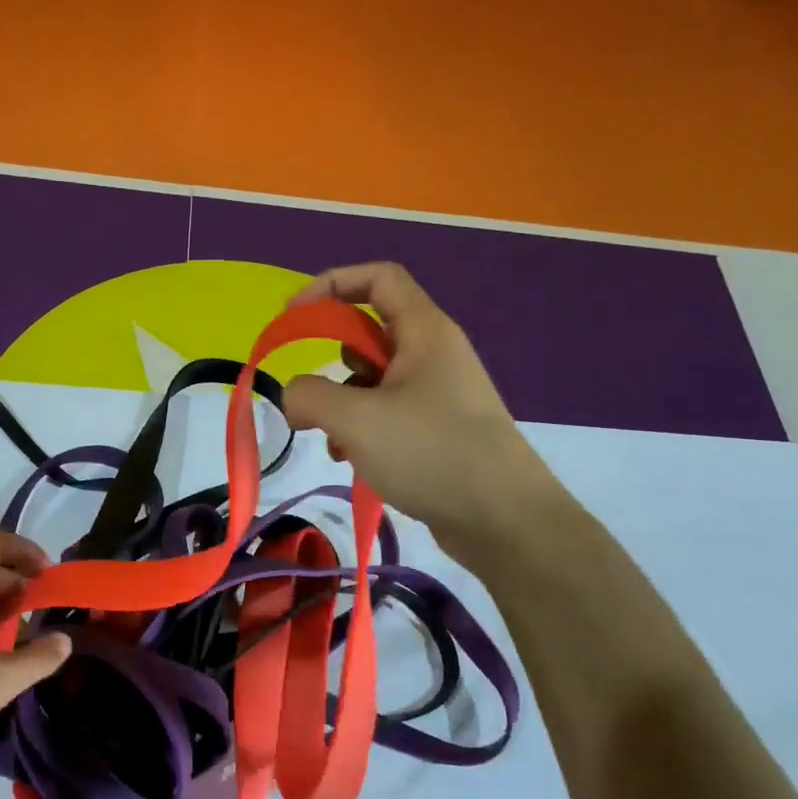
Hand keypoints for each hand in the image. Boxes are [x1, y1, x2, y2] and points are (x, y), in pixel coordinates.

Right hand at [283, 262, 560, 541]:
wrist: (504, 520)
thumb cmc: (431, 453)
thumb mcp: (357, 419)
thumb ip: (310, 396)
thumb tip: (293, 396)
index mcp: (424, 331)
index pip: (379, 278)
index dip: (331, 284)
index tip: (293, 316)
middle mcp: (433, 353)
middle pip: (371, 330)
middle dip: (331, 356)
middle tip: (311, 393)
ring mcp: (437, 394)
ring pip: (374, 378)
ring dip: (342, 400)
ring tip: (333, 438)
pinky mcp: (437, 430)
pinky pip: (386, 412)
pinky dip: (360, 427)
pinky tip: (351, 459)